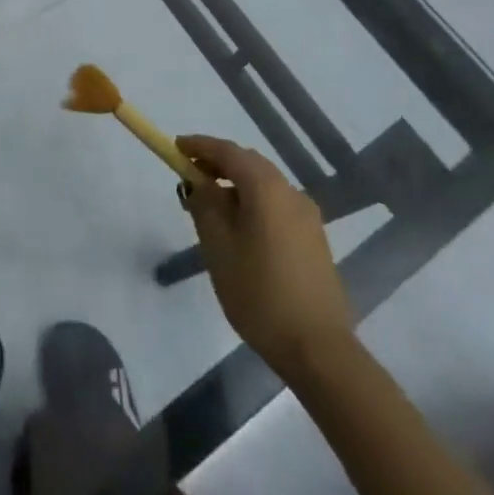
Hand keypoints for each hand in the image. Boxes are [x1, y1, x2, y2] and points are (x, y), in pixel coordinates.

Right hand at [177, 135, 352, 373]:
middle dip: (217, 164)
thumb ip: (204, 204)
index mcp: (265, 187)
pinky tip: (240, 229)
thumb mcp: (217, 246)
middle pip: (248, 163)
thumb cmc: (259, 292)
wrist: (317, 348)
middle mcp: (290, 192)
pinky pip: (277, 205)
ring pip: (264, 185)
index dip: (199, 146)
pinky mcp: (314, 238)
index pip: (227, 151)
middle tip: (190, 177)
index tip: (175, 147)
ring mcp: (307, 216)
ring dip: (236, 185)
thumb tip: (199, 182)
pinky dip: (253, 203)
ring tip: (211, 207)